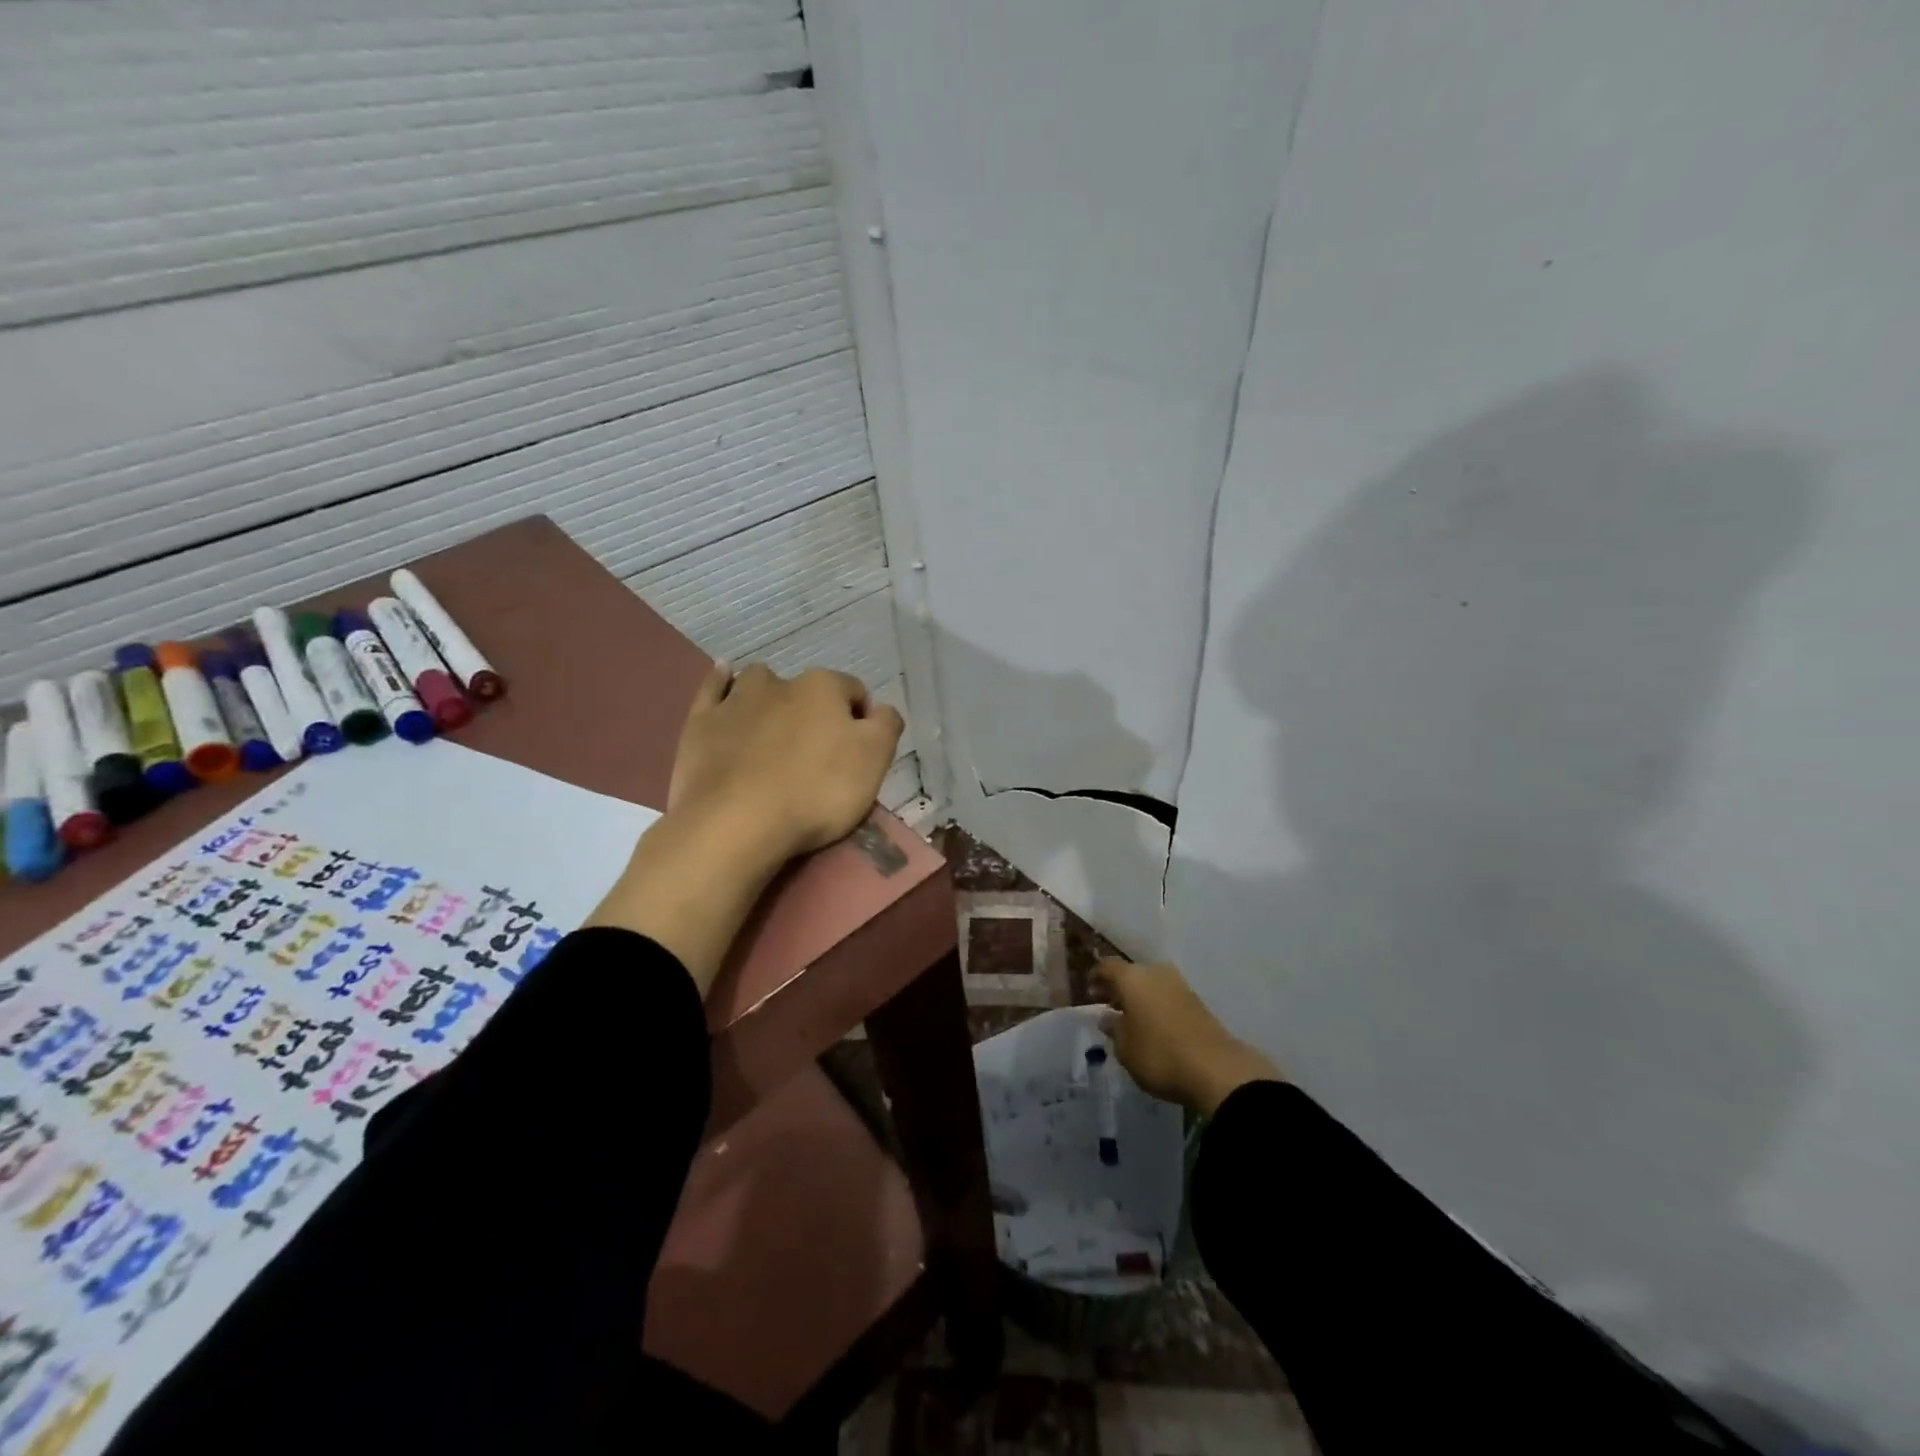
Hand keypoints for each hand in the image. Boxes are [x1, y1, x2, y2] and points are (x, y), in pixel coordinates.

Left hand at [669, 661, 905, 862]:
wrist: (736, 823)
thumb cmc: (816, 792)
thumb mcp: (874, 760)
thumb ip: (886, 726)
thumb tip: (881, 710)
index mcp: (824, 688)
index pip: (854, 692)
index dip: (861, 720)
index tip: (857, 755)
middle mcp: (780, 683)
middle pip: (807, 690)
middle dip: (814, 712)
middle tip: (816, 753)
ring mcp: (735, 701)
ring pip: (759, 683)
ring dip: (770, 695)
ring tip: (773, 724)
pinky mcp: (701, 724)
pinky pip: (712, 689)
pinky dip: (720, 682)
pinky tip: (724, 678)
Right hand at [1094, 959, 1282, 1115]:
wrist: (1217, 1069)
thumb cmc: (1159, 1055)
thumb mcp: (1125, 1048)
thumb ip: (1113, 1029)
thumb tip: (1107, 1017)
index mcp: (1132, 978)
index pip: (1108, 966)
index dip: (1096, 976)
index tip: (1089, 990)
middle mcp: (1156, 973)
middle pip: (1131, 973)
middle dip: (1119, 987)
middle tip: (1108, 1004)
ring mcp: (1180, 986)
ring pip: (1151, 984)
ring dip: (1139, 997)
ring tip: (1130, 1018)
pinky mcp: (1197, 1002)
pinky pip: (1167, 997)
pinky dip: (1156, 1006)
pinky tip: (1153, 1025)